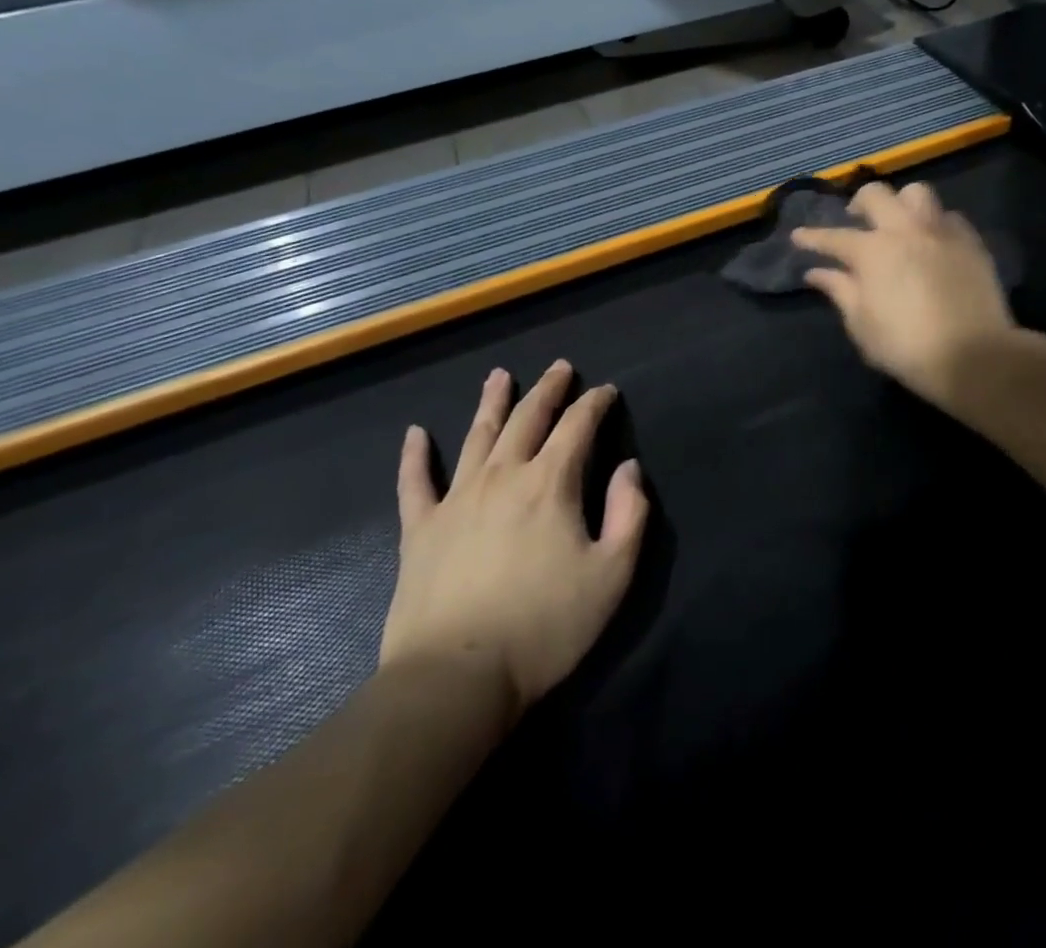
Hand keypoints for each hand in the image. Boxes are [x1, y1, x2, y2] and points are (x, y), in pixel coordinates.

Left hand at [380, 360, 647, 716]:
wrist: (456, 679)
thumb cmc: (545, 626)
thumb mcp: (612, 574)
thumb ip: (630, 514)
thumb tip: (628, 468)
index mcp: (551, 483)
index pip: (578, 426)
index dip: (595, 403)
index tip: (606, 391)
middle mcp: (503, 476)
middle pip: (528, 418)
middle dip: (548, 389)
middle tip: (560, 367)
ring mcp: (456, 499)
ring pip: (477, 436)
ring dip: (492, 402)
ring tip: (500, 376)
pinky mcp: (419, 530)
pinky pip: (415, 483)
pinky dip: (415, 456)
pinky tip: (415, 433)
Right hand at [794, 181, 1015, 407]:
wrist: (974, 356)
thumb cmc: (906, 346)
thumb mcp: (862, 325)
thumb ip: (839, 291)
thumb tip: (817, 273)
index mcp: (872, 251)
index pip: (833, 237)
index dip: (812, 237)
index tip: (798, 236)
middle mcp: (905, 230)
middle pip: (876, 195)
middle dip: (858, 202)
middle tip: (854, 218)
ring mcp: (941, 232)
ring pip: (917, 193)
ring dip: (901, 203)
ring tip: (898, 222)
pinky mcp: (971, 242)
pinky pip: (949, 217)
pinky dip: (934, 223)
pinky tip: (933, 241)